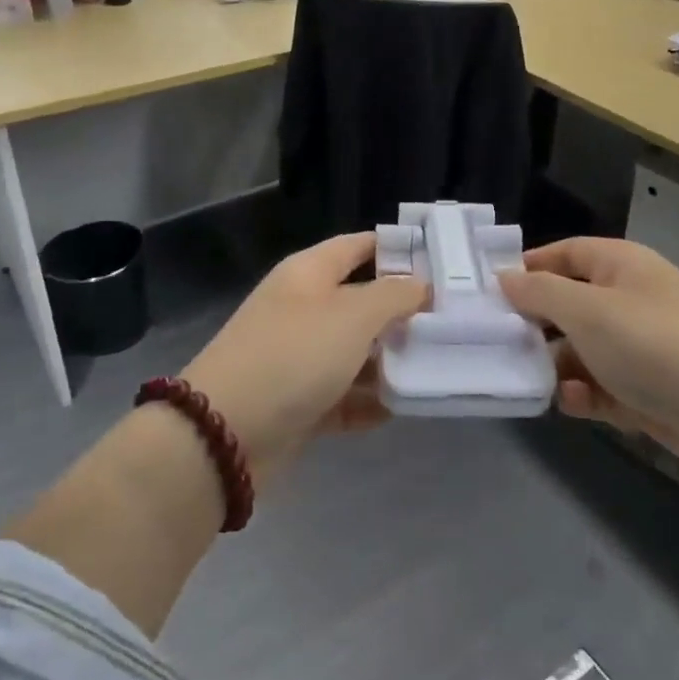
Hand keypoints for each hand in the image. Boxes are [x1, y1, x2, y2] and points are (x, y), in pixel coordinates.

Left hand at [181, 232, 427, 475]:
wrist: (225, 433)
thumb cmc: (294, 355)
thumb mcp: (352, 316)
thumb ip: (393, 296)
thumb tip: (420, 285)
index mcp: (308, 274)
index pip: (359, 246)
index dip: (398, 249)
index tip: (443, 262)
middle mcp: (303, 309)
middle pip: (360, 301)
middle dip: (402, 311)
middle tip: (453, 320)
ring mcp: (298, 357)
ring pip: (354, 351)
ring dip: (389, 360)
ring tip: (438, 366)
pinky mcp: (298, 402)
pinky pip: (343, 395)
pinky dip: (369, 401)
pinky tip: (402, 408)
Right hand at [499, 238, 678, 466]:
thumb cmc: (657, 347)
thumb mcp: (588, 311)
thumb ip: (539, 292)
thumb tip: (504, 277)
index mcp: (621, 265)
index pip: (562, 254)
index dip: (525, 270)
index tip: (486, 295)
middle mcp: (631, 299)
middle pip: (568, 304)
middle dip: (535, 326)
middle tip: (497, 346)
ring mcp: (643, 347)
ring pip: (582, 349)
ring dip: (557, 366)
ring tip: (535, 382)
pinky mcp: (651, 390)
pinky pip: (604, 384)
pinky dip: (586, 393)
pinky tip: (575, 404)